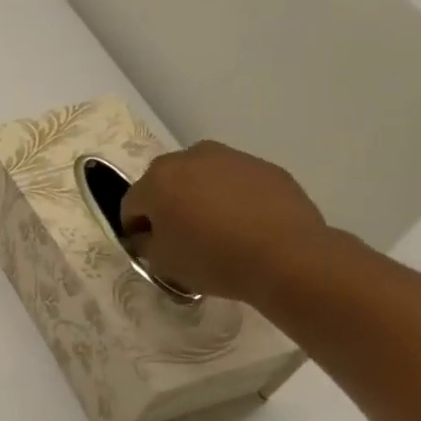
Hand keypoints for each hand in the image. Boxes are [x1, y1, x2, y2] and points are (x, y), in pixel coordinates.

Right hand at [119, 141, 329, 302]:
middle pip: (166, 182)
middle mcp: (189, 158)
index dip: (136, 229)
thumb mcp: (162, 263)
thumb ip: (145, 244)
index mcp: (157, 179)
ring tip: (217, 229)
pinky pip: (236, 182)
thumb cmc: (213, 259)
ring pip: (202, 177)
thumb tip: (148, 235)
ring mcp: (231, 158)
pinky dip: (233, 198)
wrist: (289, 257)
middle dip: (167, 205)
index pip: (132, 205)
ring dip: (200, 197)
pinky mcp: (266, 167)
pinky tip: (246, 225)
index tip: (149, 248)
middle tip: (181, 236)